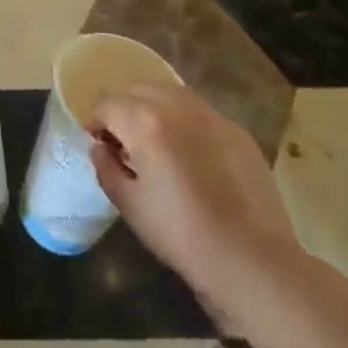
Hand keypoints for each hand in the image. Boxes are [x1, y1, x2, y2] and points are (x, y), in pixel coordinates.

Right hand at [89, 87, 297, 309]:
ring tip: (158, 146)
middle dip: (125, 111)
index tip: (100, 146)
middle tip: (126, 146)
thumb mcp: (130, 205)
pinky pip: (200, 114)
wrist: (251, 257)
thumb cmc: (181, 233)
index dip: (96, 123)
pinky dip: (186, 124)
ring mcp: (212, 115)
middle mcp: (178, 106)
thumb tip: (100, 148)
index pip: (108, 104)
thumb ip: (106, 168)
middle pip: (139, 91)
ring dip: (156, 111)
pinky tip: (192, 158)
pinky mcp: (237, 130)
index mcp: (145, 121)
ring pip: (172, 96)